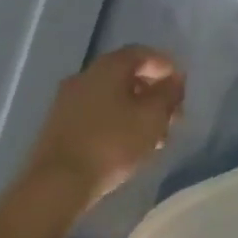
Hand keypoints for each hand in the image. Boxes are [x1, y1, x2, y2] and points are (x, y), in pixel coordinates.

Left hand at [26, 46, 184, 209]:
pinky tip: (127, 145)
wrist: (56, 184)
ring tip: (154, 137)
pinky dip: (117, 121)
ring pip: (111, 96)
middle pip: (126, 75)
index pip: (142, 53)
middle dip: (152, 92)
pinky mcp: (59, 125)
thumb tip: (175, 79)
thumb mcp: (151, 118)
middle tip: (171, 116)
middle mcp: (85, 75)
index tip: (180, 87)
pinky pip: (96, 113)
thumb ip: (168, 94)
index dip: (165, 66)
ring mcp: (68, 100)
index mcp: (108, 67)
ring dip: (136, 110)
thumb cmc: (111, 144)